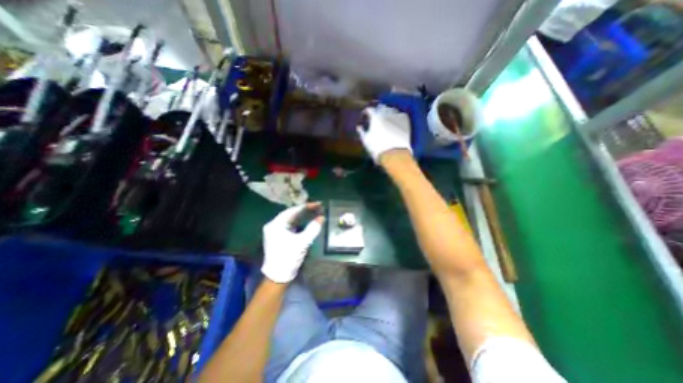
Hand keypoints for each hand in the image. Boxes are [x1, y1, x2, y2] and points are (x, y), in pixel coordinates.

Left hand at [262, 202, 324, 282]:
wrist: (278, 276)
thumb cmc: (288, 258)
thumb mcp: (302, 243)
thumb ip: (312, 229)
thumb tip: (321, 218)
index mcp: (276, 225)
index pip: (293, 211)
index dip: (307, 206)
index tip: (318, 204)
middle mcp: (274, 225)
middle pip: (292, 214)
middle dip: (305, 210)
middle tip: (318, 207)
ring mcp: (276, 231)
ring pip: (291, 219)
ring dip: (303, 216)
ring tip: (315, 212)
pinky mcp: (279, 236)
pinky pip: (291, 225)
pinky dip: (300, 222)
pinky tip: (307, 221)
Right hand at [358, 104, 409, 160]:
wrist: (394, 155)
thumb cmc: (377, 148)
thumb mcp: (366, 140)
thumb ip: (361, 132)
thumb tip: (359, 127)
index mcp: (375, 117)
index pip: (369, 110)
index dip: (366, 113)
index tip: (365, 117)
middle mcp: (386, 113)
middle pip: (381, 107)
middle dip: (377, 111)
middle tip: (375, 117)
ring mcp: (397, 116)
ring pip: (391, 110)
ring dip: (387, 113)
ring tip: (385, 119)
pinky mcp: (405, 121)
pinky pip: (400, 115)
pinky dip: (396, 117)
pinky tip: (394, 122)